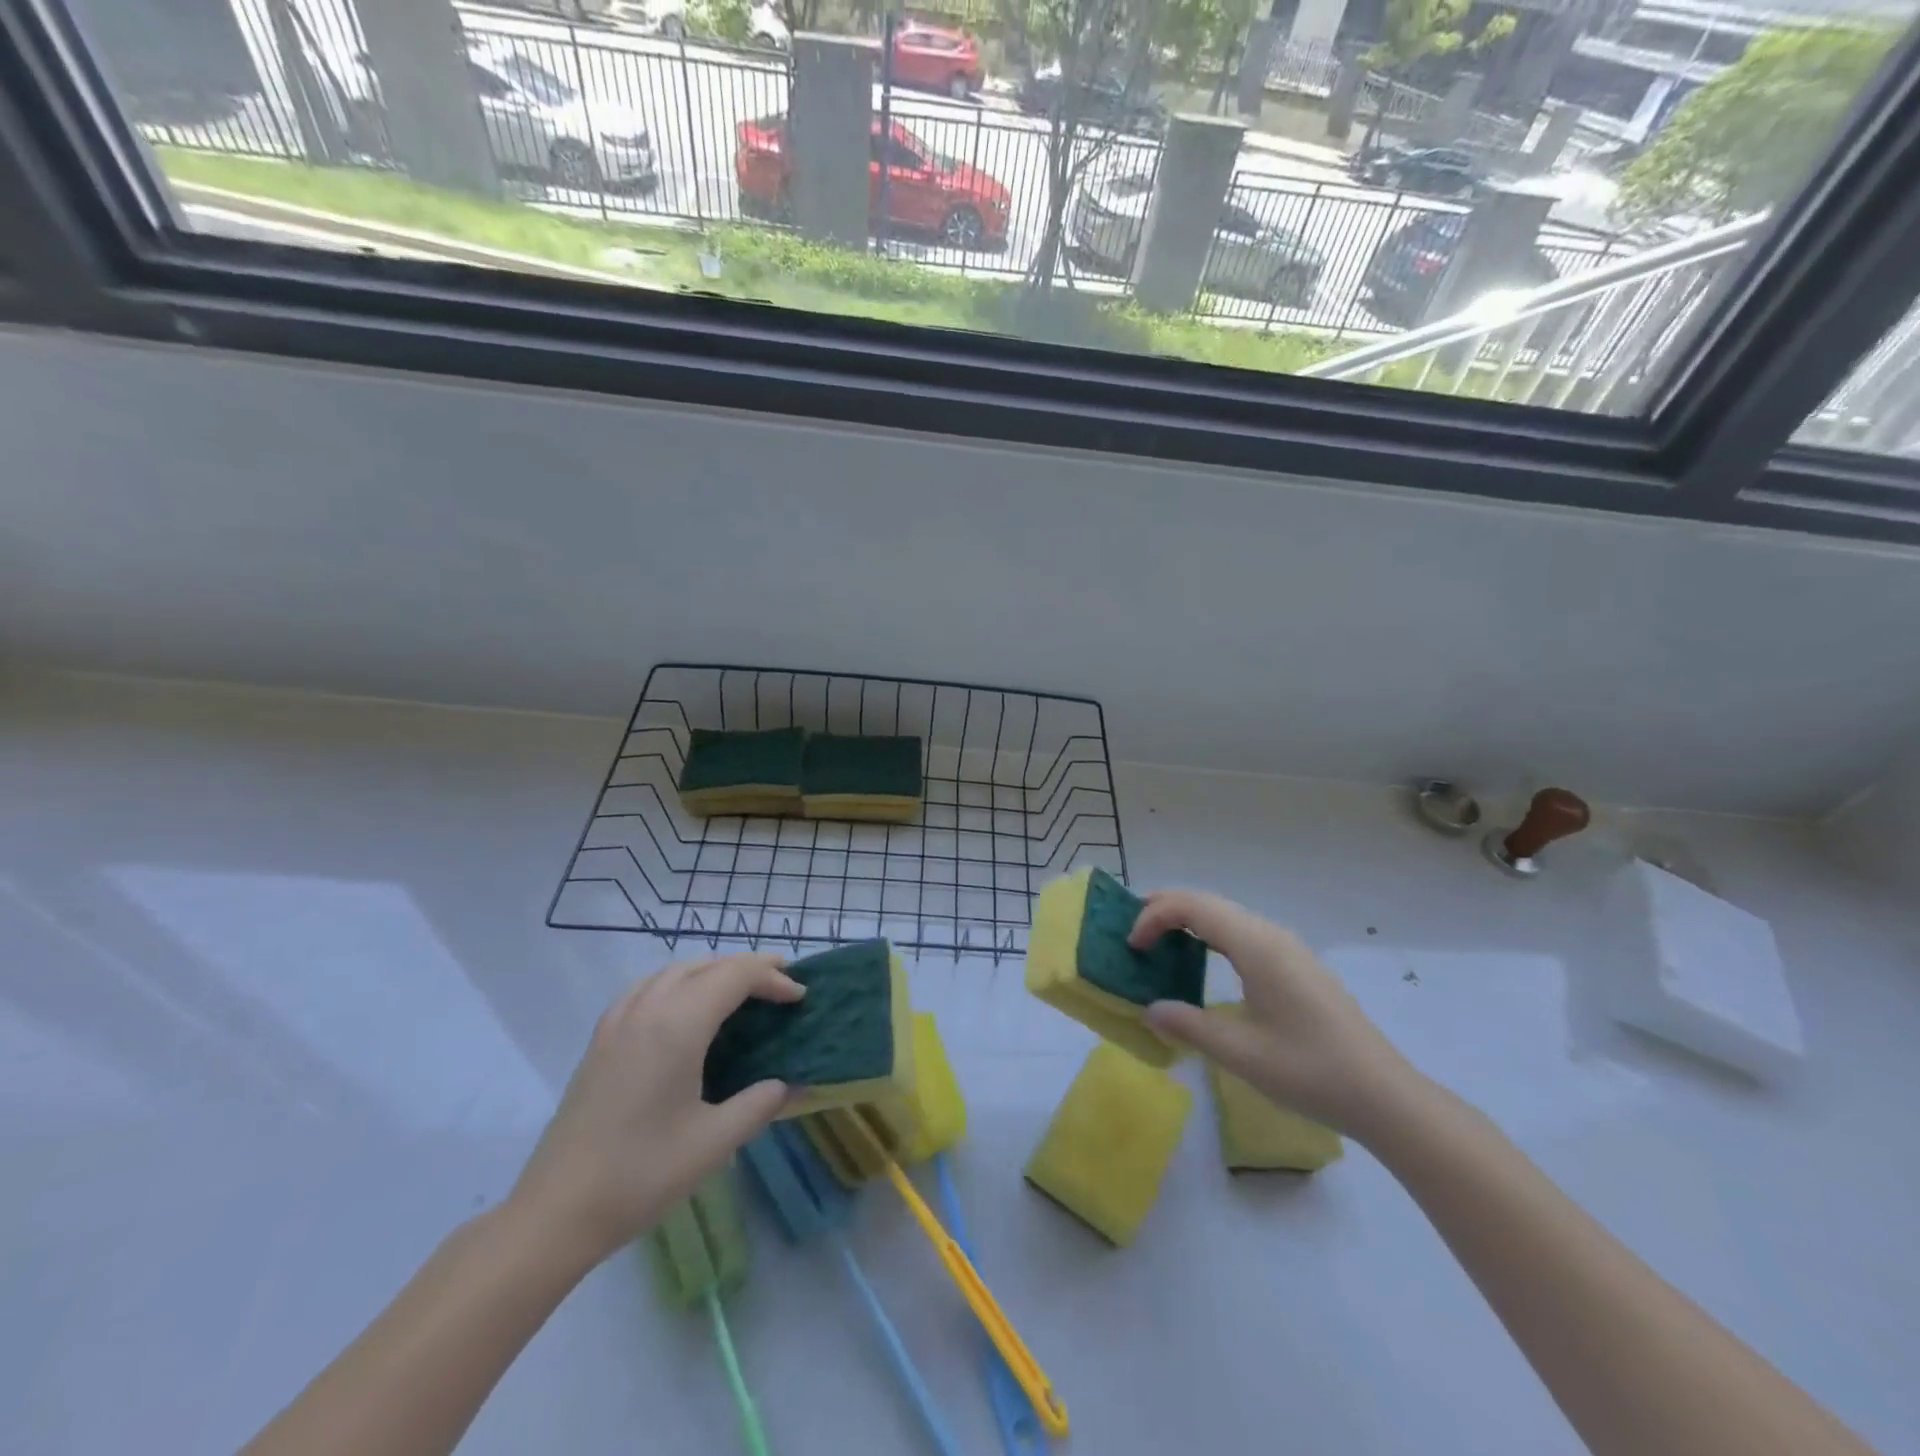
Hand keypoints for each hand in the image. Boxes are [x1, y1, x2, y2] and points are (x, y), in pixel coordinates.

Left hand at [508, 952, 802, 1263]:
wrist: (554, 1213)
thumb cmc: (640, 1175)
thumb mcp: (713, 1144)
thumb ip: (760, 1105)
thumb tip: (795, 1085)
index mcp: (677, 1026)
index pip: (735, 977)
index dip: (773, 978)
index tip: (800, 997)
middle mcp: (647, 1009)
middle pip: (706, 965)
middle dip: (748, 968)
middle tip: (782, 983)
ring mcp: (618, 1022)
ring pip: (674, 971)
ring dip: (713, 971)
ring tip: (740, 990)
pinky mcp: (600, 1040)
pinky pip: (646, 988)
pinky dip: (678, 982)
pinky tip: (684, 1008)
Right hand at [1130, 891, 1417, 1137]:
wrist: (1384, 1095)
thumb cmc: (1310, 1071)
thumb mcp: (1240, 1053)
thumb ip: (1189, 1025)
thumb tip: (1149, 1010)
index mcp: (1256, 946)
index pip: (1193, 907)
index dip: (1154, 916)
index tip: (1132, 946)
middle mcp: (1271, 935)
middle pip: (1208, 902)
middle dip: (1166, 909)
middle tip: (1133, 932)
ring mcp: (1288, 948)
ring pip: (1227, 915)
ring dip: (1189, 920)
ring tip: (1158, 941)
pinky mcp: (1296, 965)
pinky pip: (1242, 932)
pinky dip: (1211, 935)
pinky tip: (1201, 961)